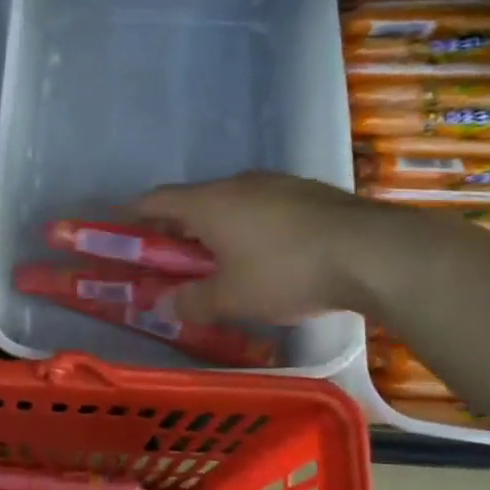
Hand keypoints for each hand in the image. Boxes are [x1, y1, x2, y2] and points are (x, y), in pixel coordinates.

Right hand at [135, 172, 393, 322]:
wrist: (371, 252)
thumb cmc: (285, 272)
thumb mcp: (232, 297)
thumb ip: (192, 301)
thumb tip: (162, 306)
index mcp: (209, 203)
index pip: (156, 200)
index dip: (132, 214)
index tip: (118, 227)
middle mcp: (238, 184)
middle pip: (193, 202)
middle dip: (176, 229)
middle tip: (170, 259)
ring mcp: (277, 184)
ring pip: (231, 203)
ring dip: (216, 228)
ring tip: (220, 261)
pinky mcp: (309, 193)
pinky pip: (263, 208)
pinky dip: (250, 228)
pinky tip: (266, 255)